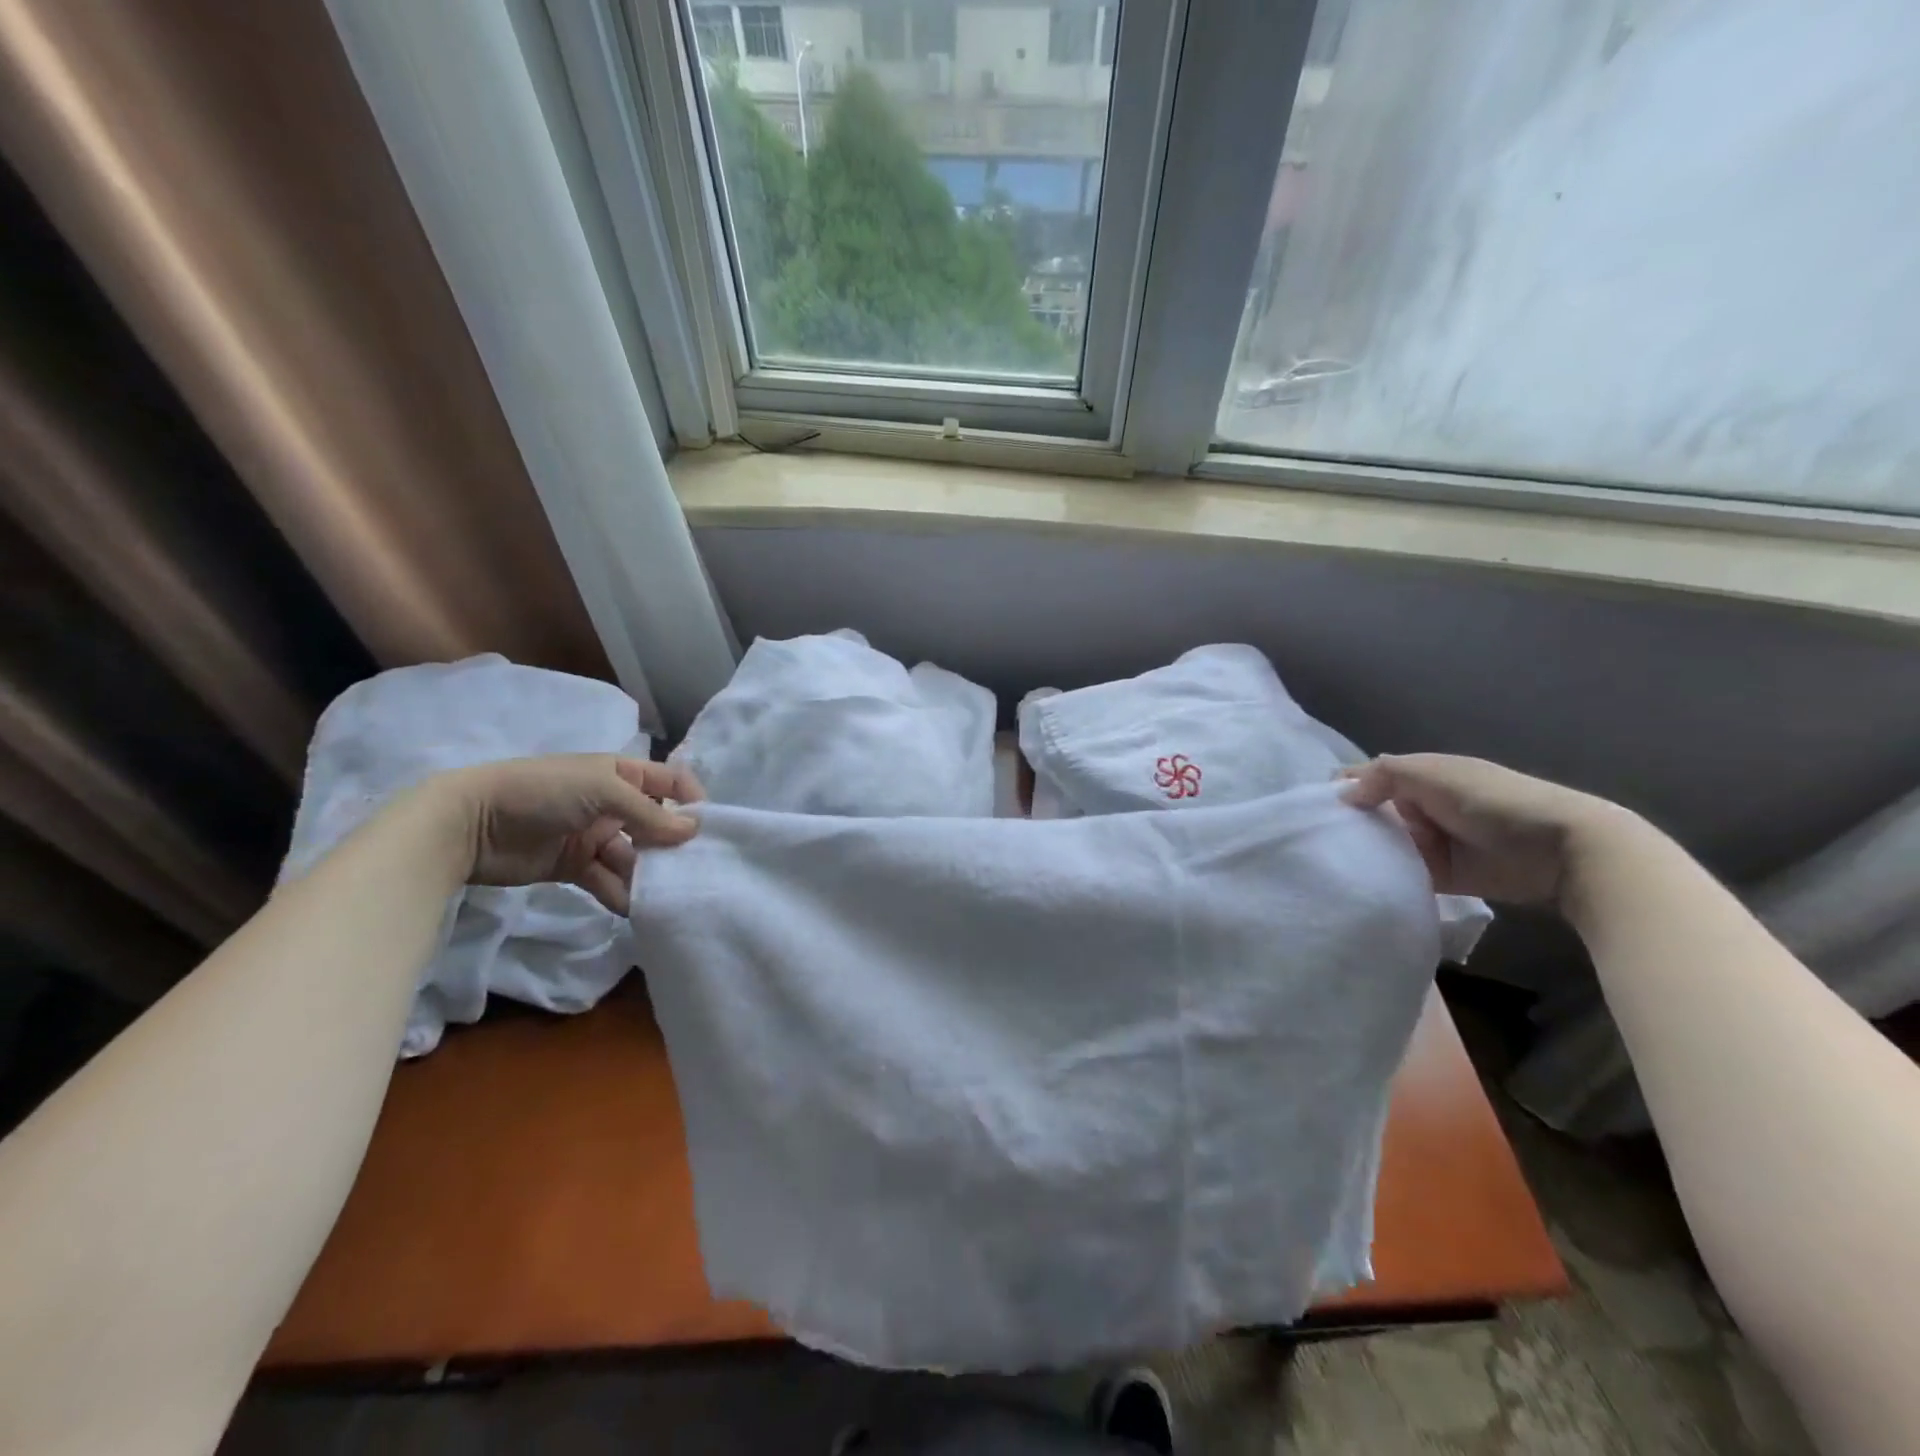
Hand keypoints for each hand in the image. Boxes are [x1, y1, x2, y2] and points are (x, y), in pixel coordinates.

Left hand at [437, 755, 703, 915]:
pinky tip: (636, 909)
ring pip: (634, 856)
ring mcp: (594, 835)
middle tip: (694, 871)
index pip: (671, 783)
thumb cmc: (542, 791)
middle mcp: (614, 803)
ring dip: (649, 874)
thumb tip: (692, 831)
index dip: (692, 802)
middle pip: (657, 824)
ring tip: (666, 896)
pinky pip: (608, 879)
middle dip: (674, 845)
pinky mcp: (575, 865)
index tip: (709, 830)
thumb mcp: (602, 791)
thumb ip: (649, 813)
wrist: (469, 824)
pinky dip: (622, 893)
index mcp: (622, 774)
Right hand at [1339, 753, 1629, 907]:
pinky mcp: (1442, 876)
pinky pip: (1403, 875)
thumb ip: (1383, 776)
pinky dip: (1385, 877)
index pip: (1368, 778)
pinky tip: (1358, 883)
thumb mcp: (1434, 774)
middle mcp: (1421, 806)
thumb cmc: (1494, 800)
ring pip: (1384, 845)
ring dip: (1364, 853)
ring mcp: (1432, 842)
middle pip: (1371, 814)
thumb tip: (1343, 794)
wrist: (1562, 851)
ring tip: (1328, 865)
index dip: (1341, 789)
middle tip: (1314, 842)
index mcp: (1420, 775)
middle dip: (1347, 824)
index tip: (1310, 810)